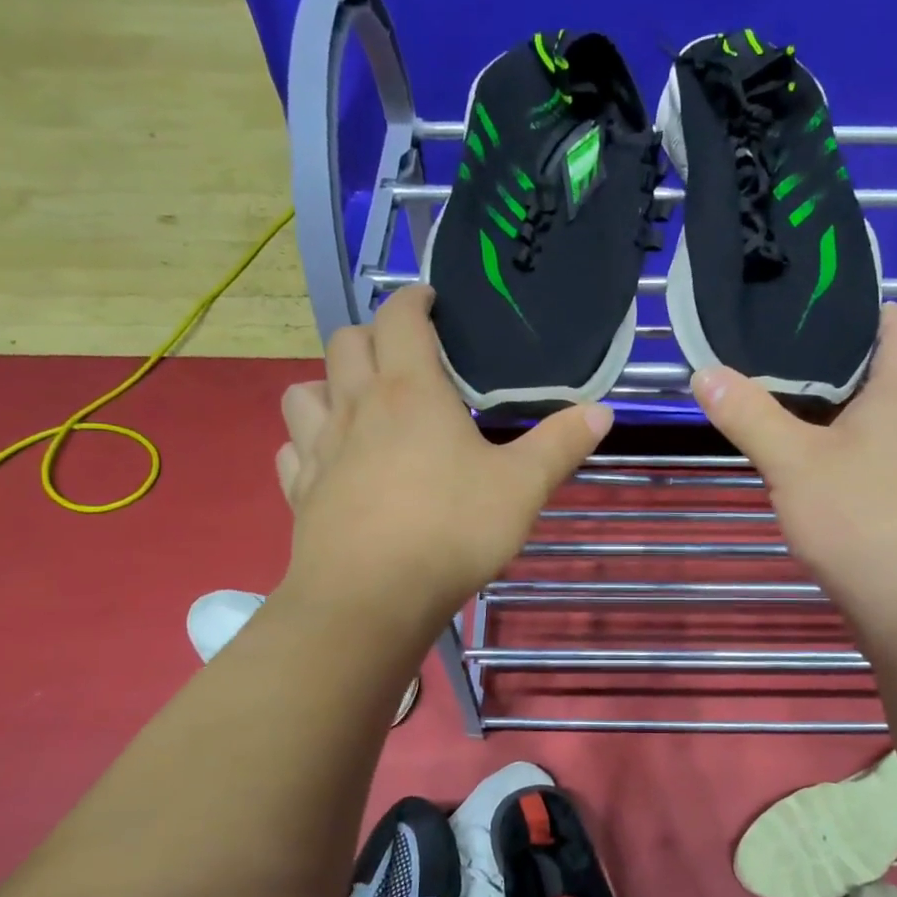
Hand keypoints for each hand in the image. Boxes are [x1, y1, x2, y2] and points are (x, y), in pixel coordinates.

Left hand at [276, 286, 611, 642]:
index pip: (400, 318)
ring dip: (327, 384)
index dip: (413, 299)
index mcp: (410, 391)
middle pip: (346, 343)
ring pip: (303, 391)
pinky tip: (328, 461)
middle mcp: (357, 407)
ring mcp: (321, 449)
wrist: (372, 597)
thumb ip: (560, 445)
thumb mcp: (522, 488)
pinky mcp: (301, 492)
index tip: (430, 301)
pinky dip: (307, 443)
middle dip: (372, 335)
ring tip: (355, 403)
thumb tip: (603, 411)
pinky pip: (293, 450)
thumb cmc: (451, 530)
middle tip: (401, 354)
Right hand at [691, 304, 896, 641]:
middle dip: (841, 366)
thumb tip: (707, 373)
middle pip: (889, 375)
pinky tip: (821, 474)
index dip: (866, 310)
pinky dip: (855, 453)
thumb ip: (749, 415)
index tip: (819, 310)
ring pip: (885, 422)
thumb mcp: (790, 461)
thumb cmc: (857, 517)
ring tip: (793, 415)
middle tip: (784, 363)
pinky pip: (886, 460)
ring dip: (846, 415)